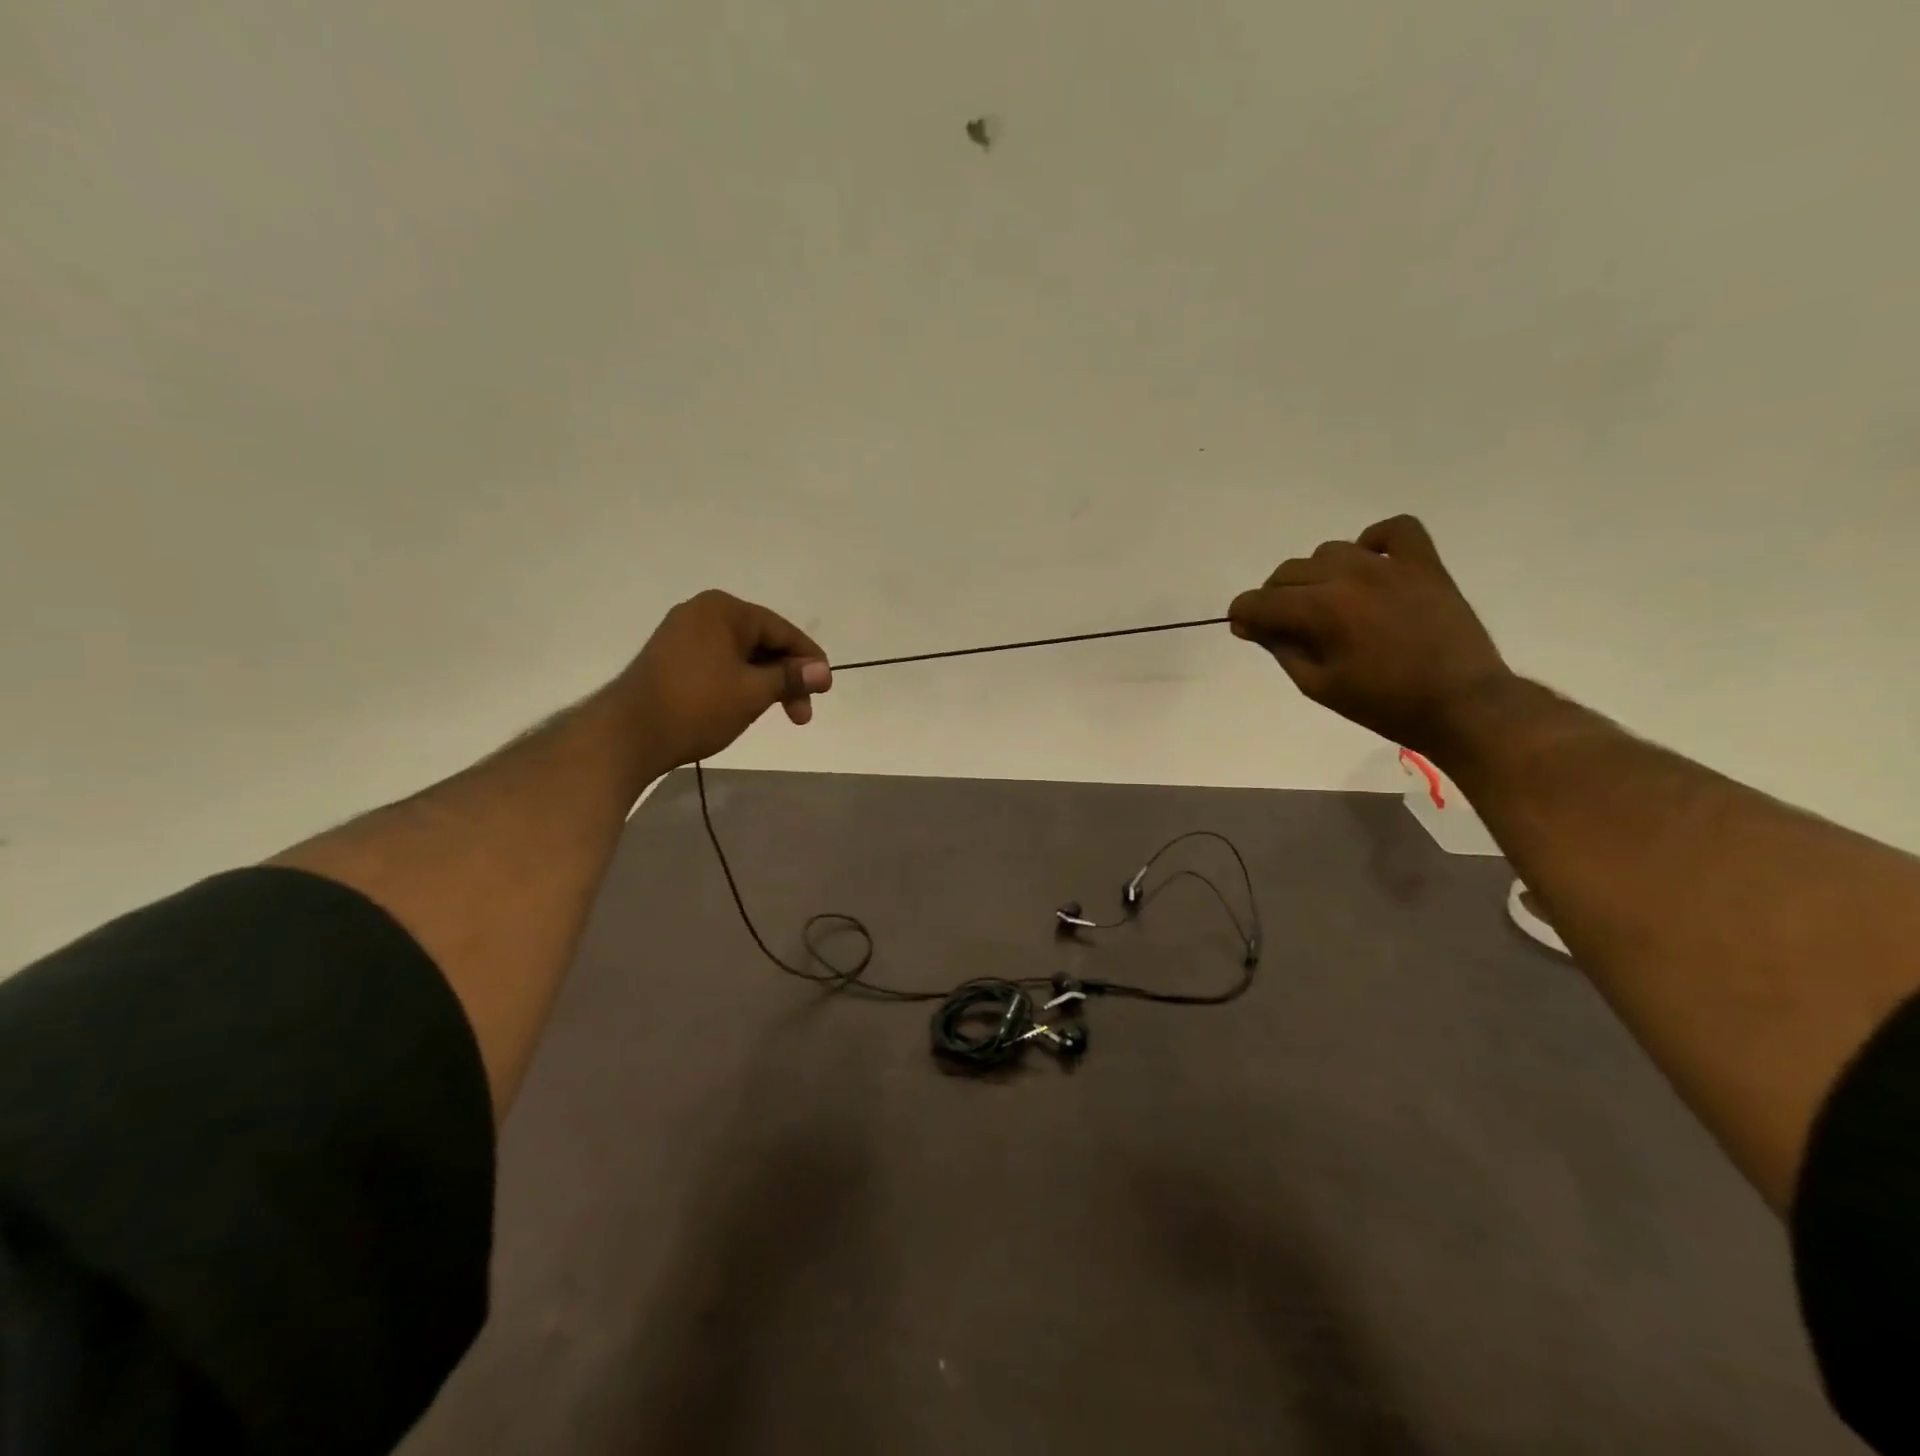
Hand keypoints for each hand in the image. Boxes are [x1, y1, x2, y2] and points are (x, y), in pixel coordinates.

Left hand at [620, 590, 830, 766]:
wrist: (628, 735)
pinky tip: (746, 707)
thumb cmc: (697, 706)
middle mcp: (702, 612)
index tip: (825, 689)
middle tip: (801, 715)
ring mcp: (682, 634)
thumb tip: (823, 670)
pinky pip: (719, 663)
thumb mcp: (753, 692)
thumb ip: (791, 677)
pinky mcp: (670, 658)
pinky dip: (740, 683)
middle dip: (785, 678)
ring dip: (764, 684)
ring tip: (774, 714)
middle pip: (762, 642)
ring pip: (741, 656)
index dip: (808, 660)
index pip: (781, 630)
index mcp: (724, 609)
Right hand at [1227, 515, 1512, 753]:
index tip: (1245, 629)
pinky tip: (1370, 564)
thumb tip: (1252, 625)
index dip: (1243, 615)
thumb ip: (1281, 648)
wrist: (1462, 704)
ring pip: (1330, 551)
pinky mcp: (1425, 564)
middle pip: (1289, 572)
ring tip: (1328, 601)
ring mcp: (1389, 566)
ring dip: (1316, 574)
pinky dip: (1374, 540)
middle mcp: (1349, 577)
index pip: (1260, 601)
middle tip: (1285, 625)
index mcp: (1320, 611)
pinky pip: (1395, 529)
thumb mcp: (1318, 685)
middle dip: (1275, 597)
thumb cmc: (1383, 703)